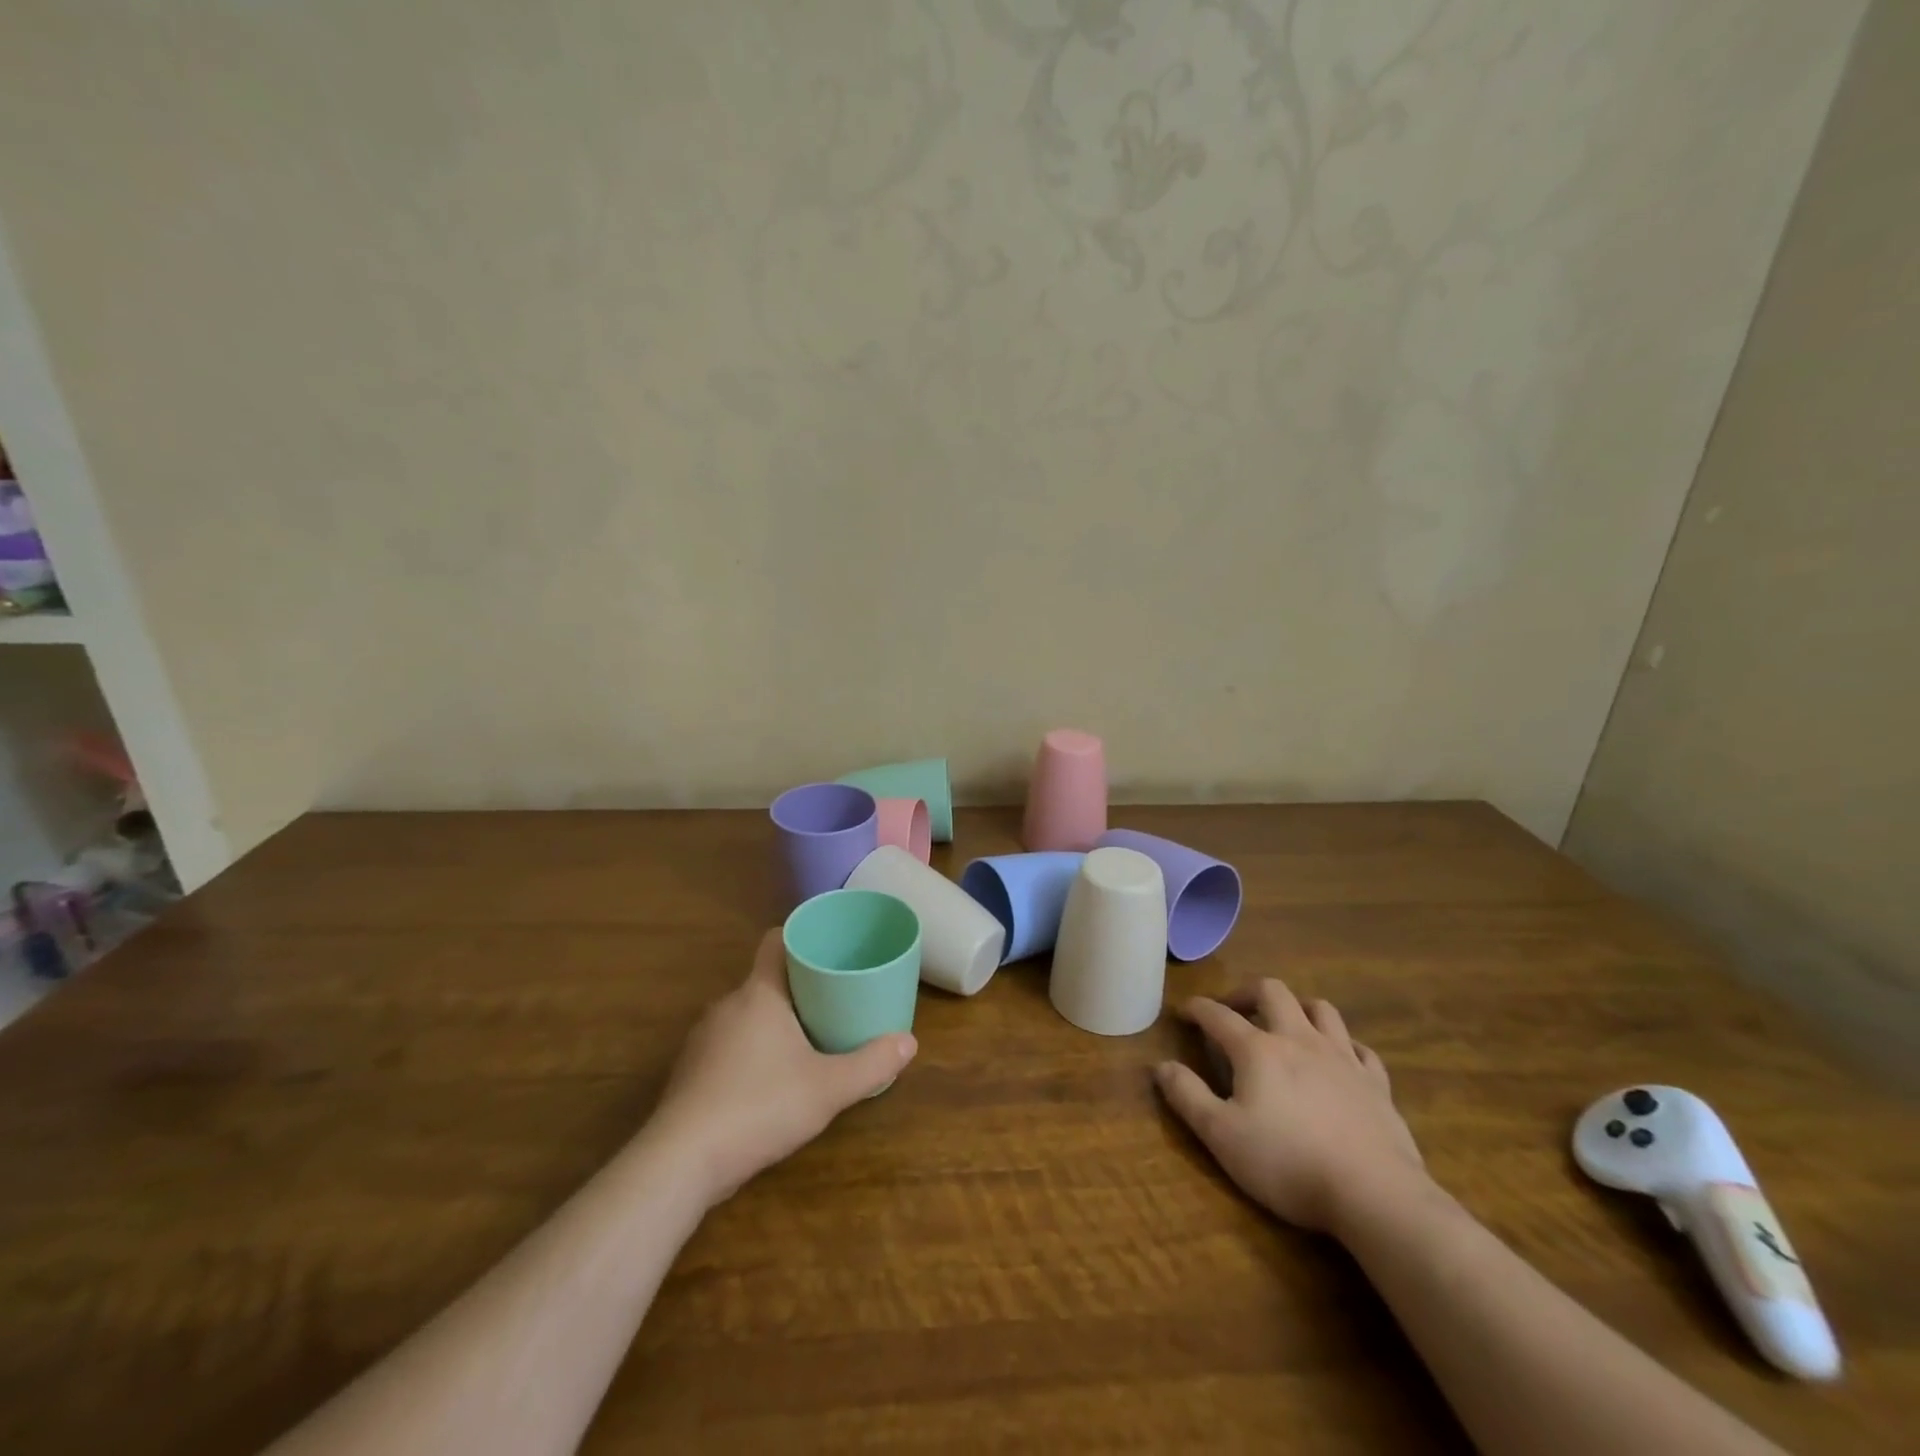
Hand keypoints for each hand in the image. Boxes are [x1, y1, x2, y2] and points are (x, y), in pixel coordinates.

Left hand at [647, 929, 916, 1206]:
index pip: (775, 941)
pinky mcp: (690, 1072)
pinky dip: (751, 1051)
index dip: (801, 938)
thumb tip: (909, 1042)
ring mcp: (703, 1039)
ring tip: (807, 1041)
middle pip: (766, 980)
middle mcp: (727, 1005)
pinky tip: (769, 1081)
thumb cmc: (759, 1107)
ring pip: (746, 1015)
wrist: (680, 1162)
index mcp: (759, 993)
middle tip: (834, 1001)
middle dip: (799, 988)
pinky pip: (728, 1045)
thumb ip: (871, 1064)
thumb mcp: (828, 1088)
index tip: (829, 949)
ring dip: (774, 1022)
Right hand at [1154, 979, 1426, 1235]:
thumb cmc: (1288, 1163)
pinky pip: (1360, 1048)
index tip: (1183, 1012)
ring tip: (1285, 1024)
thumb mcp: (1221, 1135)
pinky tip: (1337, 1059)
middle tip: (1233, 1010)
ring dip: (1297, 1008)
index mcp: (1257, 1050)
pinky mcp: (1376, 1083)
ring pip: (1320, 1009)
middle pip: (1272, 991)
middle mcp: (1298, 1039)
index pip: (1218, 1015)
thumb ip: (1187, 1096)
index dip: (1196, 1009)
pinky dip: (1343, 1045)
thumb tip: (1161, 1065)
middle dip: (1247, 992)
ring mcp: (1342, 1058)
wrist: (1374, 1194)